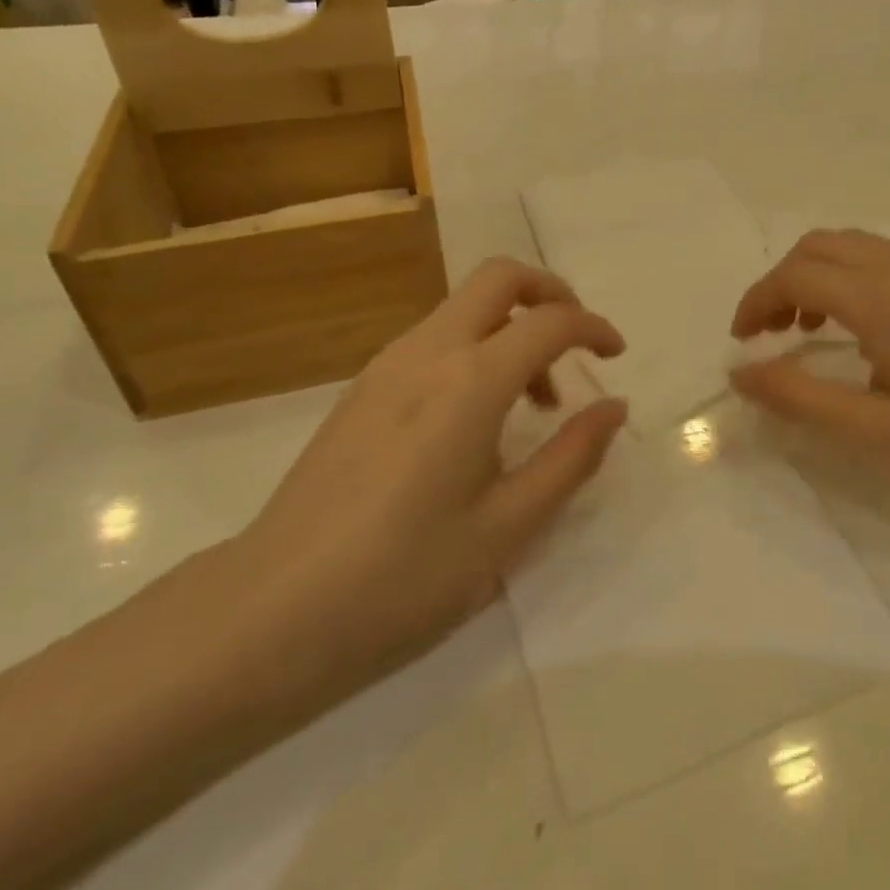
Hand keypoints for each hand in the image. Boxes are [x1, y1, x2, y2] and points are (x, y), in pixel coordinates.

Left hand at [225, 258, 626, 705]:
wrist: (272, 611)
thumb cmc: (403, 577)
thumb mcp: (507, 528)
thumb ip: (570, 458)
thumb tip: (614, 407)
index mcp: (469, 382)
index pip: (549, 321)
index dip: (593, 327)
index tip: (616, 356)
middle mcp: (428, 352)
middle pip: (498, 277)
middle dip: (549, 293)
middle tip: (576, 344)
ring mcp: (387, 365)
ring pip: (464, 306)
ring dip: (511, 327)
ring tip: (530, 404)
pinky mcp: (362, 387)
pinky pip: (435, 338)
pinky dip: (475, 349)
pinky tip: (475, 419)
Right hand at [729, 229, 889, 523]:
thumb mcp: (877, 435)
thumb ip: (800, 398)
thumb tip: (740, 372)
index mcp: (886, 302)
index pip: (798, 275)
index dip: (757, 300)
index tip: (742, 341)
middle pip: (823, 245)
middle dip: (783, 280)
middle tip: (771, 332)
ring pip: (858, 247)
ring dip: (820, 276)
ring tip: (811, 332)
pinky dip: (856, 280)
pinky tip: (869, 336)